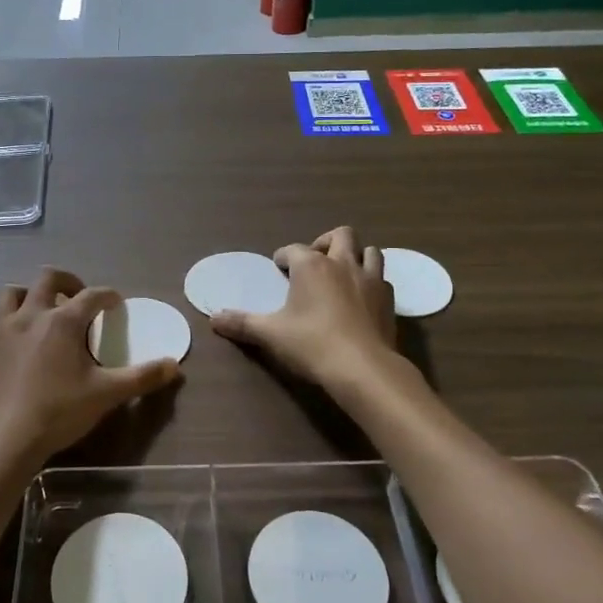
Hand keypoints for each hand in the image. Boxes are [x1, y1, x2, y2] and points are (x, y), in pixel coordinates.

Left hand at [0, 267, 178, 473]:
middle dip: (65, 280)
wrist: (5, 437)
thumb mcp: (107, 395)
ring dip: (23, 295)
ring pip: (8, 295)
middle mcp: (30, 315)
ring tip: (34, 308)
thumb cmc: (59, 411)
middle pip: (46, 279)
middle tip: (75, 294)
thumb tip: (174, 365)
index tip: (115, 303)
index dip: (107, 296)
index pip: (92, 296)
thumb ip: (142, 377)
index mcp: (64, 321)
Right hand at [212, 227, 398, 390]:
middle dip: (326, 242)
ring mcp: (370, 279)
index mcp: (311, 266)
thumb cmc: (311, 344)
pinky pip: (382, 279)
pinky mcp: (389, 300)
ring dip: (356, 256)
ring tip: (343, 273)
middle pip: (340, 235)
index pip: (293, 249)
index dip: (283, 257)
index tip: (278, 267)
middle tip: (315, 260)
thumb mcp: (270, 334)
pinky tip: (363, 298)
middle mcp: (343, 264)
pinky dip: (372, 282)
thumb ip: (241, 324)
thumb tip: (214, 319)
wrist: (363, 368)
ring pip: (369, 251)